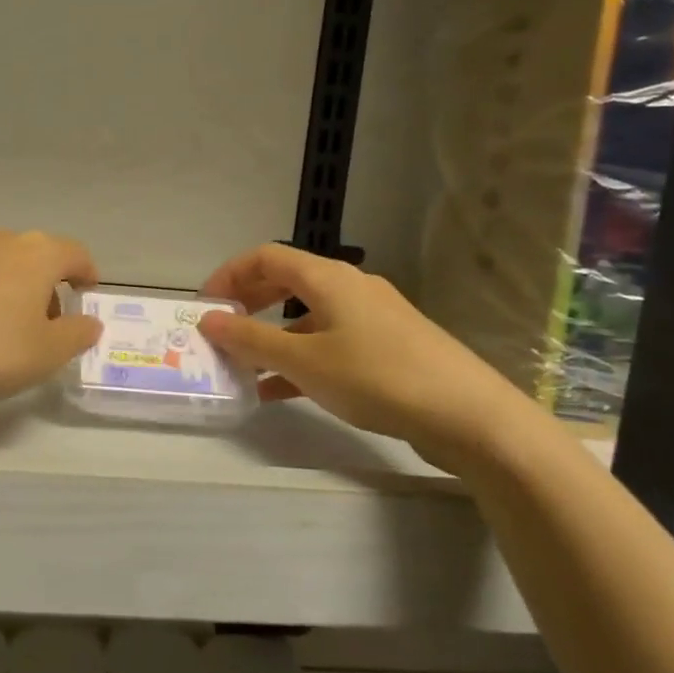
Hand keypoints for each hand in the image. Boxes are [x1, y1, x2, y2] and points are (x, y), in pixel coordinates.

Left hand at [0, 229, 102, 407]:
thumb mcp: (45, 354)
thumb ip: (76, 335)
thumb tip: (90, 321)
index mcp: (38, 254)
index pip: (75, 253)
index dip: (87, 274)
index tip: (88, 294)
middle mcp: (1, 239)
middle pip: (37, 256)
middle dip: (48, 285)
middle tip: (48, 323)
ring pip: (2, 262)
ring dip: (13, 287)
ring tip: (7, 326)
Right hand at [196, 244, 539, 476]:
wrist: (468, 415)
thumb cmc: (376, 376)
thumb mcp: (304, 361)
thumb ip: (251, 340)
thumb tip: (208, 320)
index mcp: (328, 277)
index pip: (265, 257)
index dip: (229, 275)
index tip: (205, 305)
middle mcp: (350, 287)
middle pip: (286, 281)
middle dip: (249, 303)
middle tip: (222, 331)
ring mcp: (372, 317)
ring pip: (308, 315)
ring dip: (272, 336)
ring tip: (245, 367)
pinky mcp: (388, 347)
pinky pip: (331, 342)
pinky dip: (301, 358)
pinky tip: (281, 392)